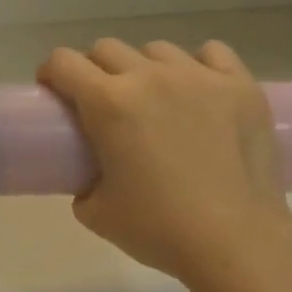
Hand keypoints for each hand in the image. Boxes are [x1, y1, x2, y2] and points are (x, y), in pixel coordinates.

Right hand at [37, 39, 291, 283]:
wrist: (236, 242)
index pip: (64, 62)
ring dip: (144, 68)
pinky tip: (199, 91)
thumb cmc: (160, 230)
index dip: (51, 73)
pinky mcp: (241, 86)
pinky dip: (197, 66)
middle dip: (94, 70)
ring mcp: (200, 77)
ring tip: (154, 100)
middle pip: (107, 49)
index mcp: (109, 104)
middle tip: (100, 103)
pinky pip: (212, 53)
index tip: (54, 91)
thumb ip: (83, 187)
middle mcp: (151, 77)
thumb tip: (90, 179)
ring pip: (157, 50)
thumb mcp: (97, 215)